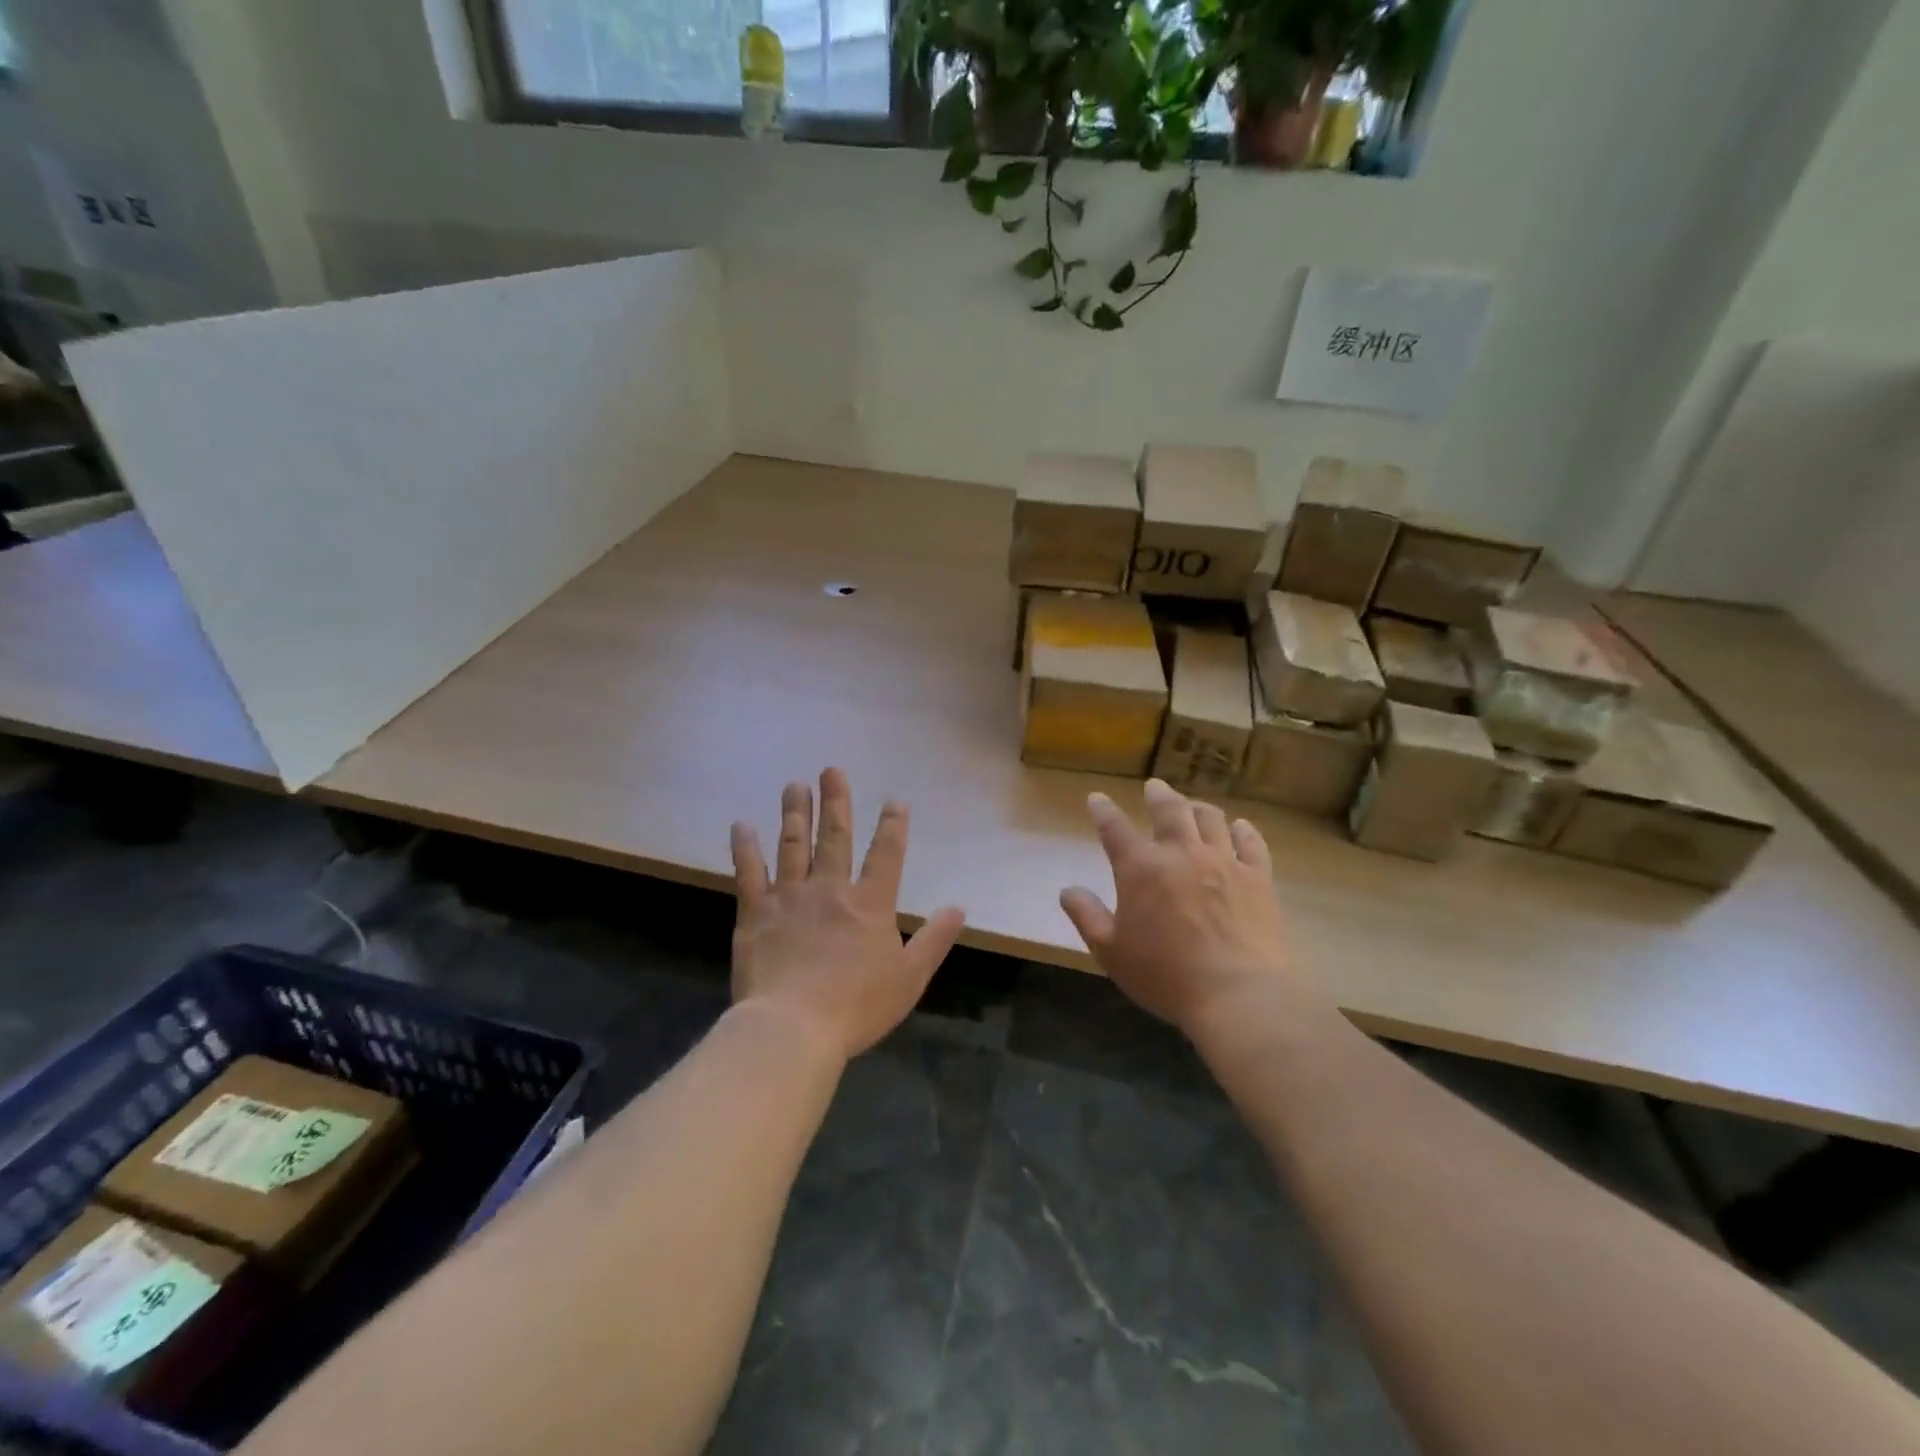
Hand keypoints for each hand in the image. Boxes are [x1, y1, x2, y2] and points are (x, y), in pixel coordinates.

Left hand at [730, 768, 965, 1060]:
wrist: (793, 1028)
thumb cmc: (857, 1007)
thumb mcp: (909, 978)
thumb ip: (934, 940)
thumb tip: (959, 908)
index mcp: (870, 904)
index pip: (886, 855)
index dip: (892, 826)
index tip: (894, 802)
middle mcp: (830, 890)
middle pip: (834, 838)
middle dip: (836, 802)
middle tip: (831, 770)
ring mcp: (789, 897)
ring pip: (793, 845)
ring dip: (795, 813)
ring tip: (795, 785)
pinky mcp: (755, 912)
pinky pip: (748, 872)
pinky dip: (745, 847)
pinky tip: (741, 825)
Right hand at [1060, 779, 1298, 1033]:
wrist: (1237, 995)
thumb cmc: (1165, 976)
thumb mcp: (1110, 952)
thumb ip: (1086, 916)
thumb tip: (1067, 890)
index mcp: (1141, 868)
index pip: (1114, 828)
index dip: (1103, 810)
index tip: (1096, 798)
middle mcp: (1181, 853)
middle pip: (1169, 809)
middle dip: (1158, 794)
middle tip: (1154, 786)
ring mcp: (1224, 862)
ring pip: (1211, 819)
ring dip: (1197, 808)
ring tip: (1192, 805)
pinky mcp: (1258, 878)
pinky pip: (1251, 843)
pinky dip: (1243, 830)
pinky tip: (1240, 827)